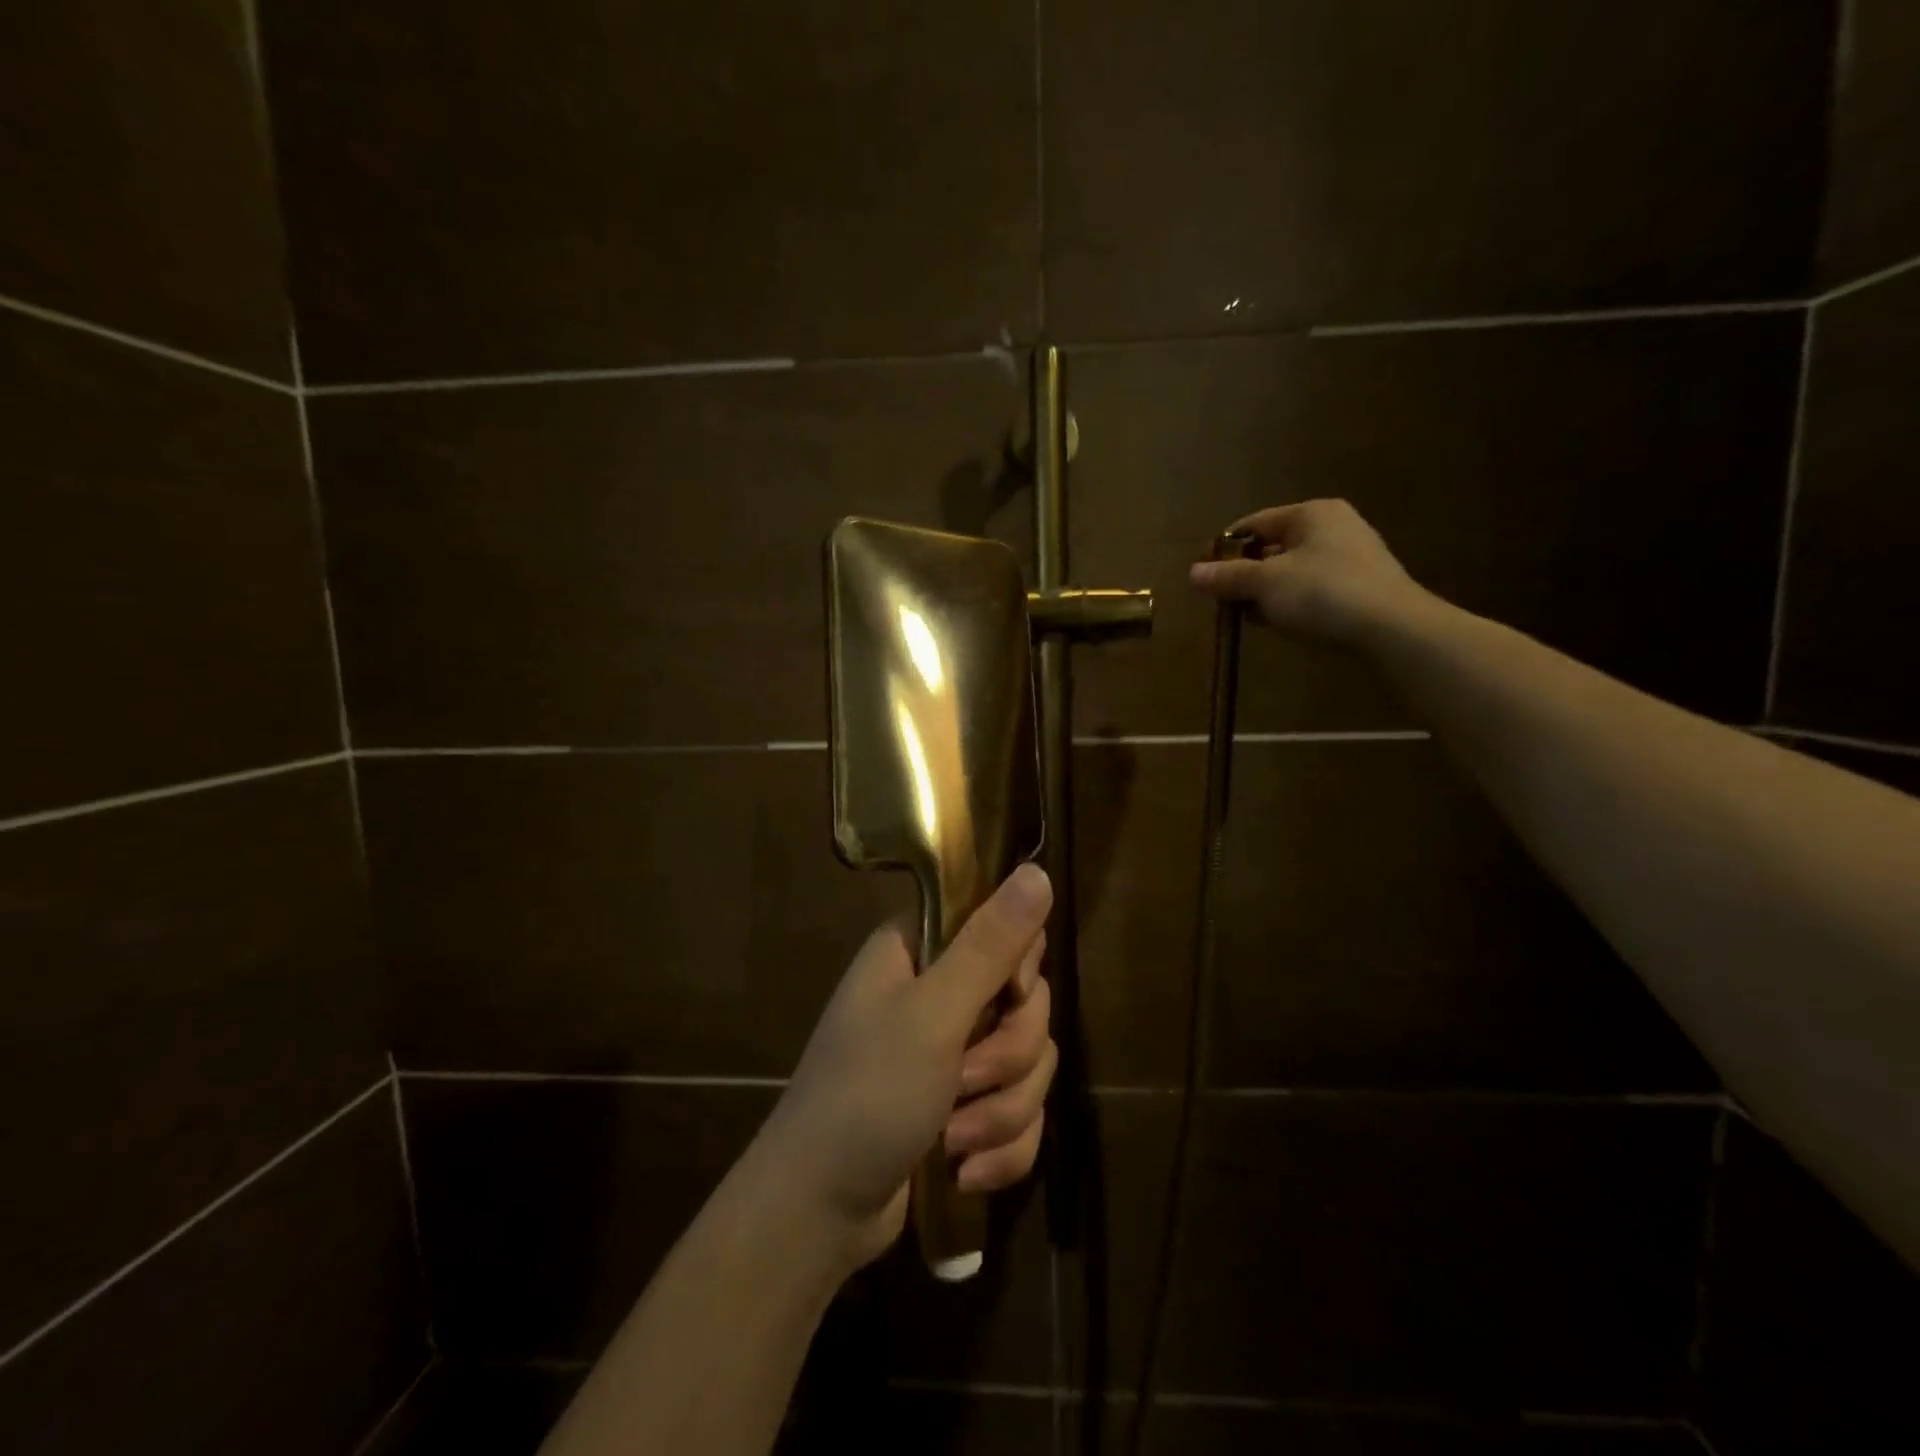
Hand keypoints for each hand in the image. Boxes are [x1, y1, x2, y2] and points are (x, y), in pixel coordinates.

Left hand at [757, 863, 1055, 1271]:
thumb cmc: (866, 1096)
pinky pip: (1018, 1110)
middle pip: (1025, 1000)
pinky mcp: (962, 1105)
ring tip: (955, 1139)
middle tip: (964, 1080)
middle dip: (1008, 1056)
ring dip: (1002, 1110)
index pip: (1001, 925)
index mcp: (920, 950)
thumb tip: (1038, 871)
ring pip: (1028, 1061)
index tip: (1009, 996)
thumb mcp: (932, 1015)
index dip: (1018, 966)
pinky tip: (965, 1170)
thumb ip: (990, 945)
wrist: (817, 1213)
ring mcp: (950, 1051)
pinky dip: (1002, 1145)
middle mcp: (936, 990)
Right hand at [1188, 499, 1430, 646]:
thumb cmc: (1323, 593)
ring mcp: (1351, 555)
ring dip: (1267, 593)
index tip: (1204, 576)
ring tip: (1252, 618)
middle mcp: (1333, 525)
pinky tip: (1284, 624)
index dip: (1224, 549)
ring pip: (1292, 570)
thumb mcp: (1265, 584)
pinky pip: (1313, 588)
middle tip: (1226, 602)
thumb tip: (1193, 573)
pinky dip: (1293, 602)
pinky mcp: (1361, 585)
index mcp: (1311, 513)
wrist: (1392, 628)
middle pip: (1272, 547)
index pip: (1253, 524)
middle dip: (1246, 575)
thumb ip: (1228, 577)